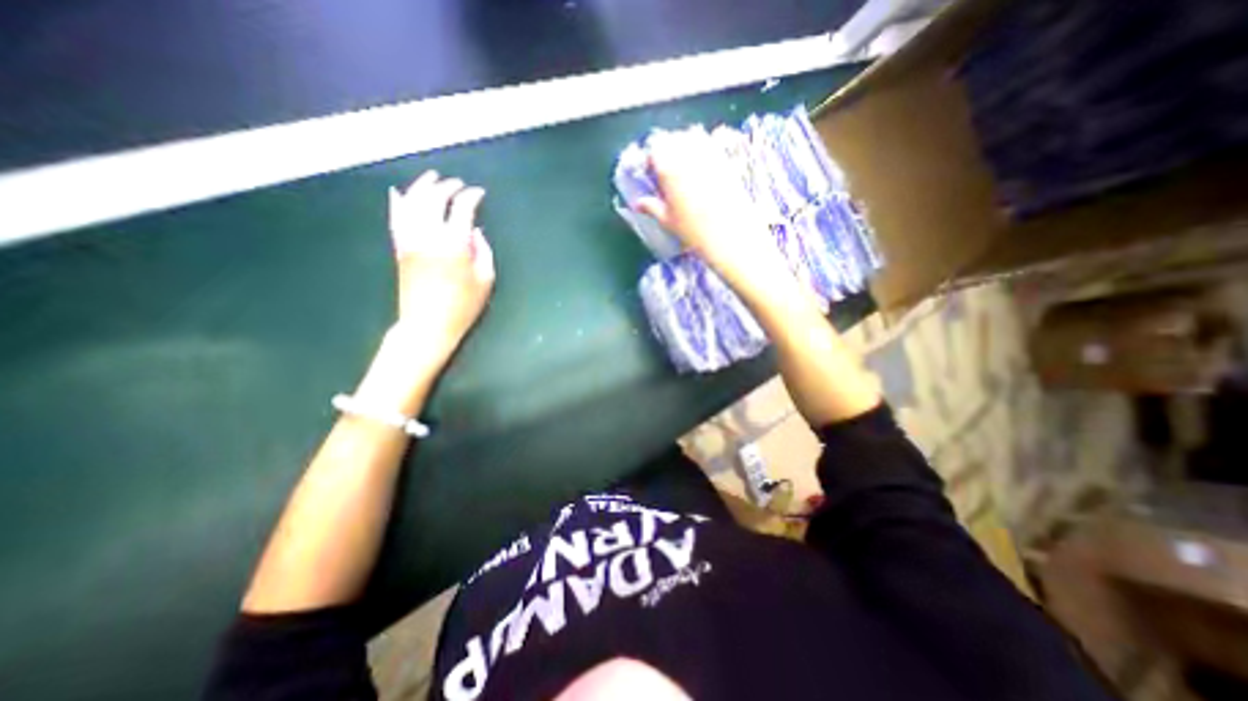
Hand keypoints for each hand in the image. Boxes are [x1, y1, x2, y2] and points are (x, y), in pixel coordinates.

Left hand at [388, 167, 494, 374]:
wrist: (427, 325)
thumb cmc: (463, 306)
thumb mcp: (485, 280)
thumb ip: (484, 251)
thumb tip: (475, 231)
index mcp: (455, 243)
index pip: (462, 208)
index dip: (471, 197)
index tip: (479, 193)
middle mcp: (429, 235)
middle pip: (434, 199)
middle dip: (447, 187)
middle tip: (458, 184)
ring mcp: (410, 240)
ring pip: (412, 203)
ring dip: (422, 187)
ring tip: (432, 178)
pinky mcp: (400, 248)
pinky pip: (395, 219)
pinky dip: (397, 203)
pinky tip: (399, 192)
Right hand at [639, 131, 782, 287]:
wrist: (730, 236)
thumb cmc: (693, 231)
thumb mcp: (668, 221)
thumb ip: (652, 207)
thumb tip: (638, 203)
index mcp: (669, 169)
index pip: (655, 148)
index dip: (651, 158)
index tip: (651, 172)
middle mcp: (689, 155)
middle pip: (674, 138)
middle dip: (668, 149)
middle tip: (667, 168)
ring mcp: (710, 155)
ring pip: (693, 137)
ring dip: (686, 145)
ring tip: (685, 165)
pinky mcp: (727, 160)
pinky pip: (713, 145)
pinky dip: (705, 149)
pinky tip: (704, 168)